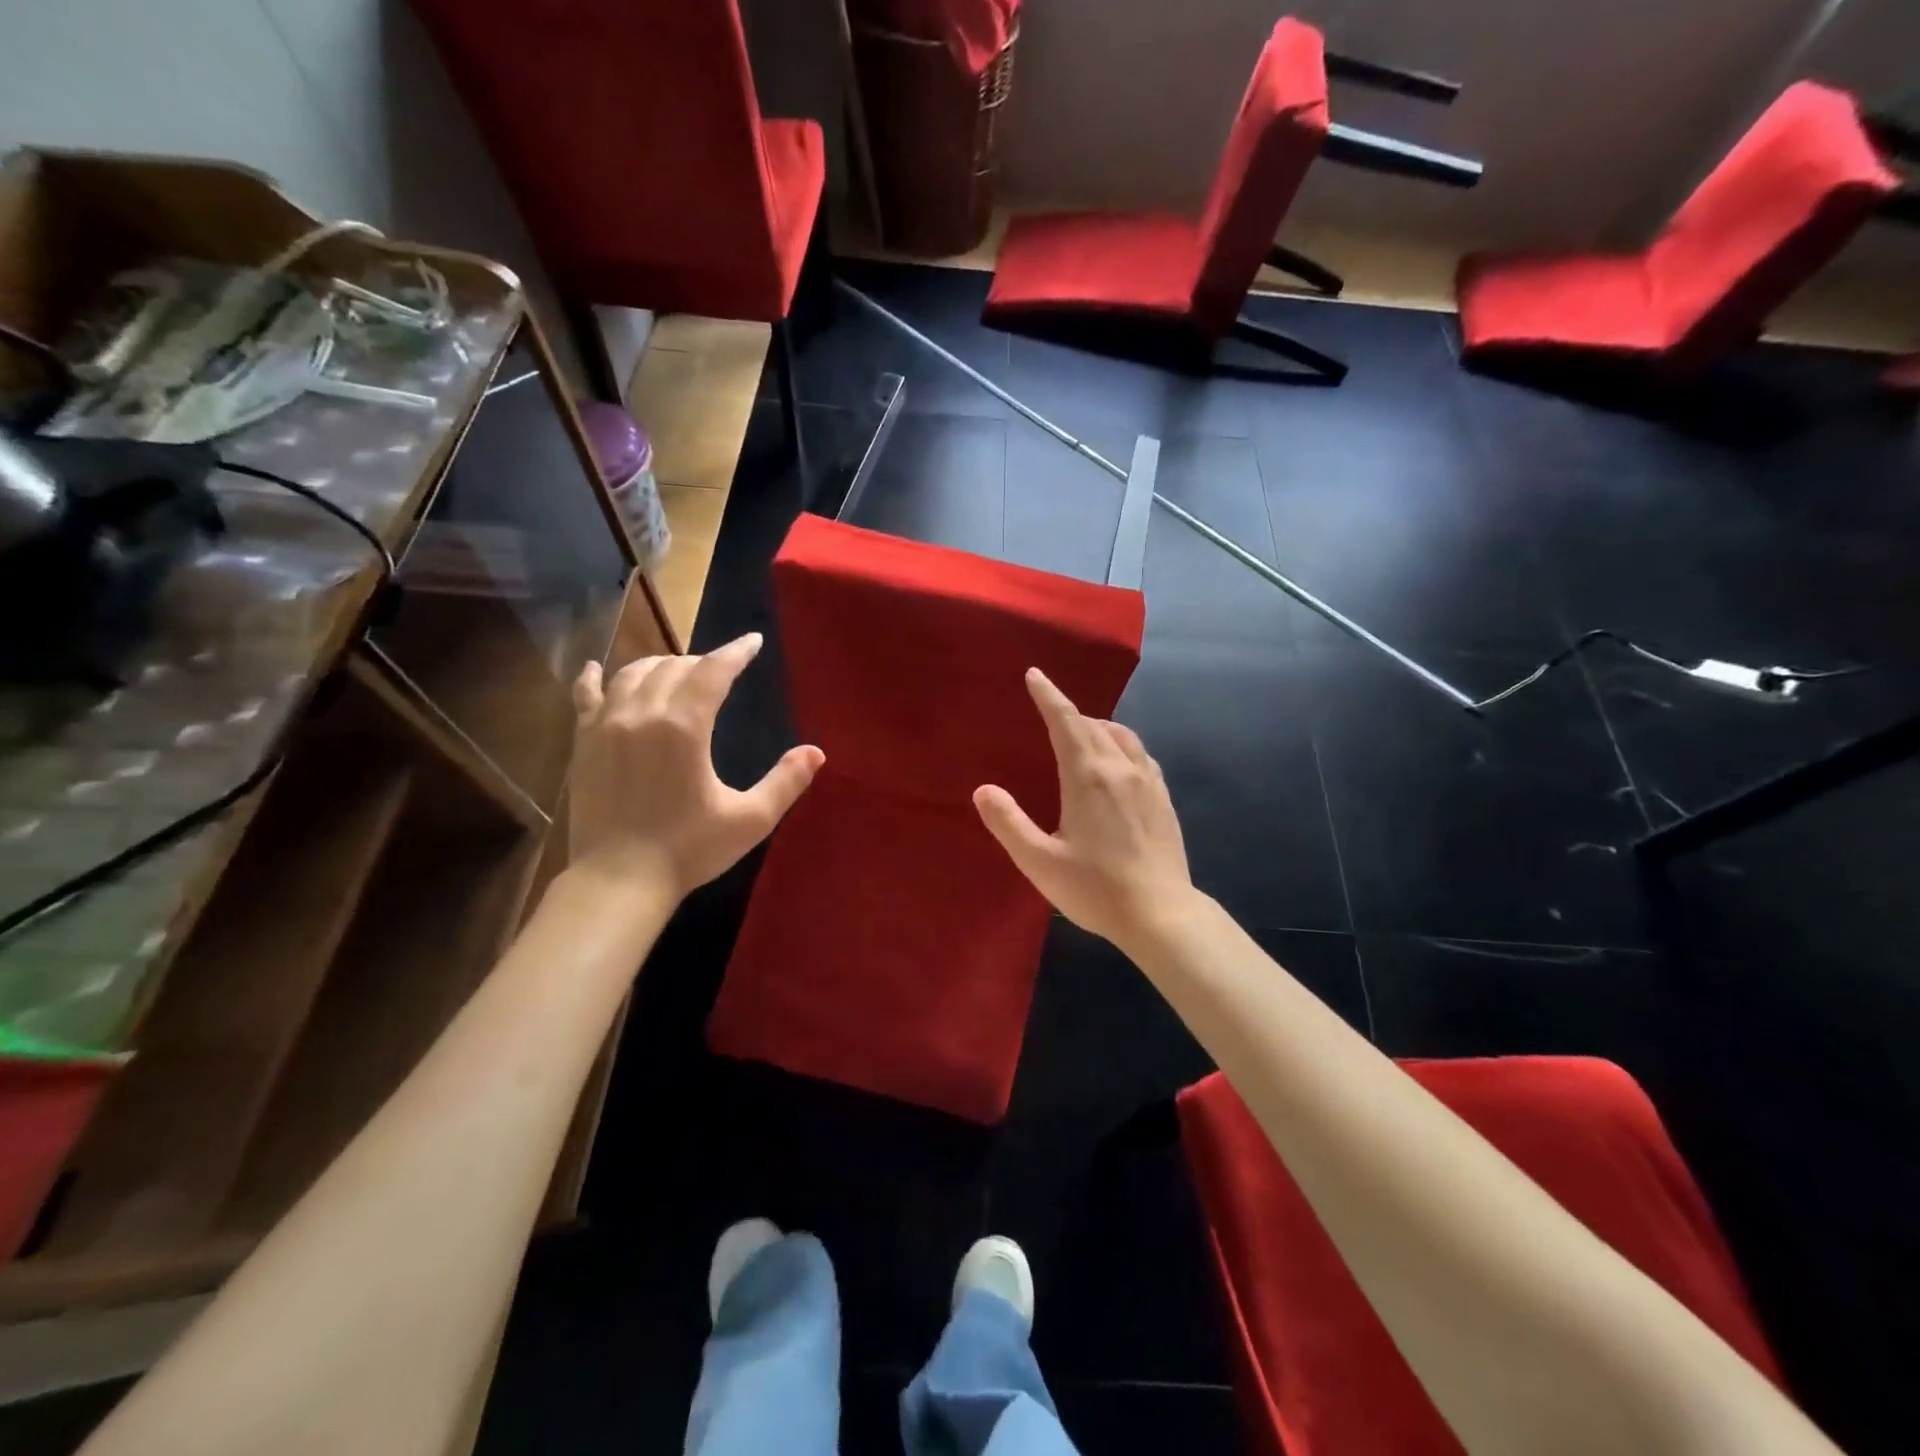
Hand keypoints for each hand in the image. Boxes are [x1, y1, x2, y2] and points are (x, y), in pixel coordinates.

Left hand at [568, 633, 823, 898]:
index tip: (752, 641)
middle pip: (674, 667)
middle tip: (721, 669)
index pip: (714, 672)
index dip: (736, 652)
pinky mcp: (583, 744)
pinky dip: (595, 678)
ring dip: (660, 665)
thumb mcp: (749, 820)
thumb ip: (785, 782)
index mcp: (685, 728)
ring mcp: (606, 726)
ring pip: (633, 674)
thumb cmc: (688, 850)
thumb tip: (816, 752)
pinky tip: (597, 668)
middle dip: (702, 661)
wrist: (619, 880)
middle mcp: (642, 714)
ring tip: (677, 670)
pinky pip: (585, 696)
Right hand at [974, 668, 1196, 952]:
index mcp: (1088, 777)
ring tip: (1081, 733)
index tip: (1035, 675)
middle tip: (1049, 709)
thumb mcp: (1040, 861)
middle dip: (1068, 712)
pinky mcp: (1163, 799)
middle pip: (1093, 725)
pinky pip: (1139, 754)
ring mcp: (1148, 782)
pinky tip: (1117, 762)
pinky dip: (1120, 744)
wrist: (1161, 914)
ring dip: (1097, 726)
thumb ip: (1009, 823)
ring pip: (1121, 735)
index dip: (1049, 695)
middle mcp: (1120, 769)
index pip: (1065, 721)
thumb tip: (983, 790)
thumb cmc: (1095, 889)